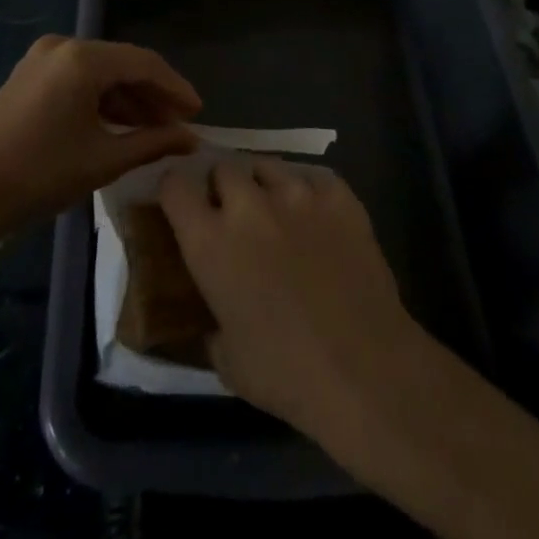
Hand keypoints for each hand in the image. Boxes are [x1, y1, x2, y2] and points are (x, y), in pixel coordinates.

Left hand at [0, 35, 200, 237]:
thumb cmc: (40, 176)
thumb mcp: (104, 160)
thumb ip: (153, 142)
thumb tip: (191, 139)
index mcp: (83, 59)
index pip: (145, 64)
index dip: (176, 88)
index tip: (198, 113)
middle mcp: (63, 46)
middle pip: (123, 63)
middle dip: (153, 93)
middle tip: (180, 123)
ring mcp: (43, 57)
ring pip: (101, 71)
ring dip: (129, 97)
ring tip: (154, 129)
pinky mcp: (30, 74)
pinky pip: (79, 78)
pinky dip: (102, 98)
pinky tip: (120, 124)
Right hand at [160, 158, 424, 436]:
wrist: (364, 368)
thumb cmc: (285, 373)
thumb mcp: (226, 359)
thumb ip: (211, 322)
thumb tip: (213, 315)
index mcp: (210, 242)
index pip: (175, 186)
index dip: (174, 191)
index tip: (180, 204)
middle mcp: (248, 205)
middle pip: (223, 168)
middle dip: (222, 187)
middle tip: (233, 214)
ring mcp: (297, 194)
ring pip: (268, 165)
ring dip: (263, 185)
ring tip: (276, 210)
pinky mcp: (338, 196)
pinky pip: (314, 177)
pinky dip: (309, 191)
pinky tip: (316, 216)